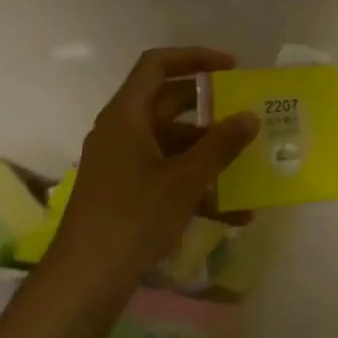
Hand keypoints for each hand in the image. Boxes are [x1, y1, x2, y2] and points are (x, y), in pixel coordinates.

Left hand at [53, 46, 259, 289]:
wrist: (86, 280)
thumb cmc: (134, 217)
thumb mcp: (186, 180)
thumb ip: (221, 145)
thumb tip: (250, 117)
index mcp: (127, 116)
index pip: (157, 65)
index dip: (195, 58)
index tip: (232, 67)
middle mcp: (122, 132)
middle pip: (170, 104)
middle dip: (212, 110)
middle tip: (247, 114)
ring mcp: (124, 163)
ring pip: (174, 144)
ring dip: (210, 155)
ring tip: (250, 170)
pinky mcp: (128, 192)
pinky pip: (169, 175)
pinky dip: (198, 186)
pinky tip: (234, 213)